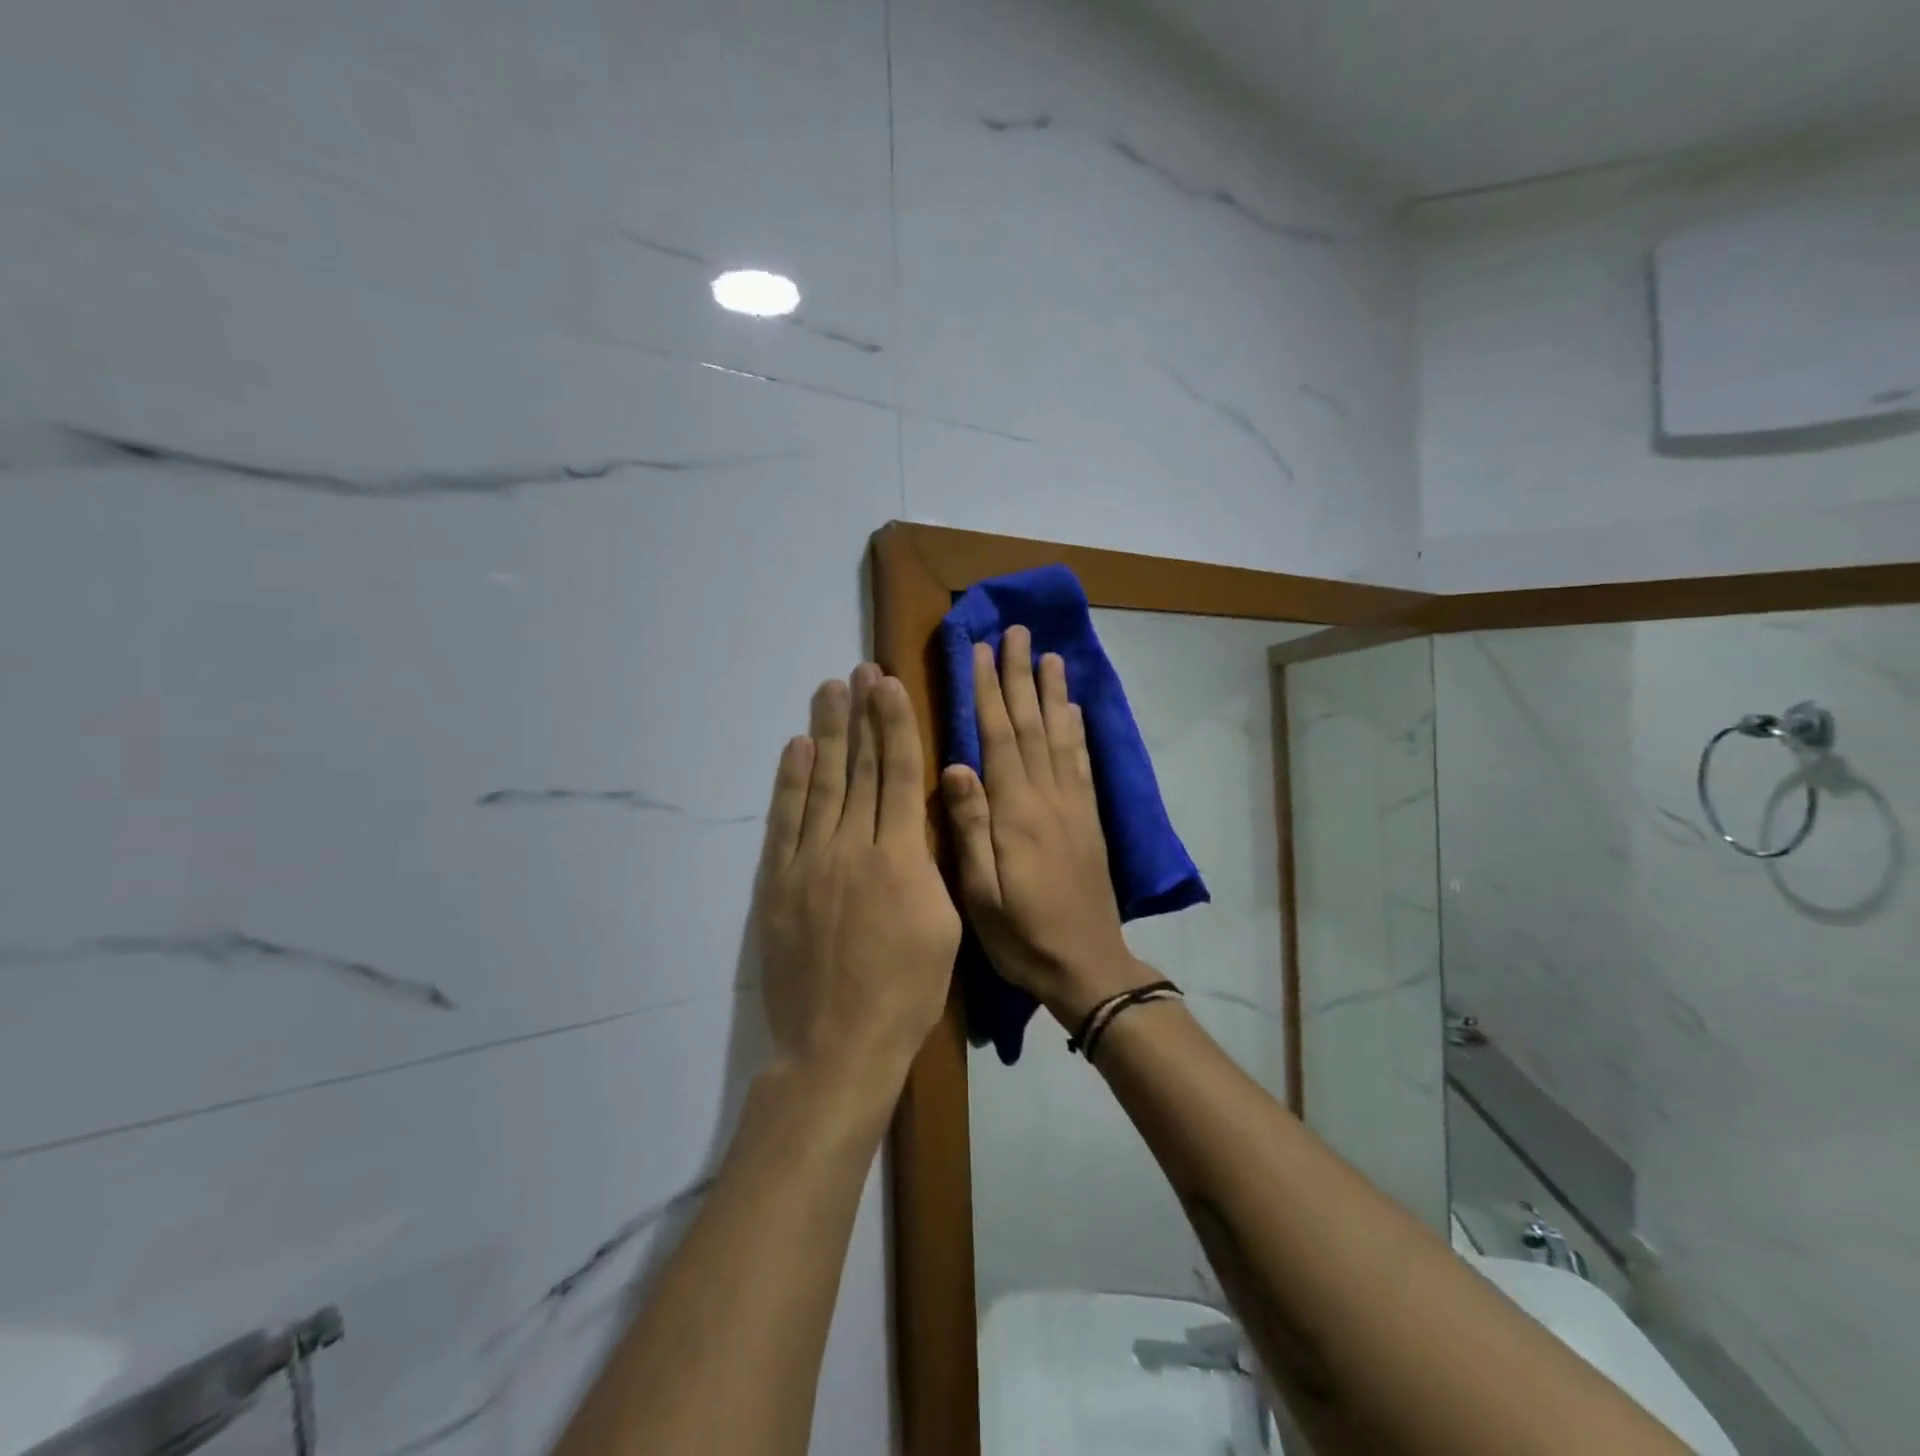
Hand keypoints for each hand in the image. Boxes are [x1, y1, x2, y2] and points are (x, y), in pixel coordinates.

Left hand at [754, 664, 961, 1108]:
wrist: (839, 1043)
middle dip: (861, 715)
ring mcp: (810, 862)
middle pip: (859, 768)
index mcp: (901, 857)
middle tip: (858, 672)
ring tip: (828, 690)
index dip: (895, 724)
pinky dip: (791, 781)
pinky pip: (785, 820)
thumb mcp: (944, 924)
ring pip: (821, 784)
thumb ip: (930, 864)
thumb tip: (918, 817)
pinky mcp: (778, 882)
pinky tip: (797, 748)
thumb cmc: (908, 990)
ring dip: (826, 733)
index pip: (898, 774)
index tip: (890, 685)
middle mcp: (853, 846)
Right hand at [940, 626, 1156, 1025]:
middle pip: (1032, 724)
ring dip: (1053, 692)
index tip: (980, 651)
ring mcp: (1073, 806)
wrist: (1087, 966)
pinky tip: (1074, 709)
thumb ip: (970, 827)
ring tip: (1049, 655)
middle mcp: (1048, 797)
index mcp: (1016, 812)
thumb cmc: (1022, 935)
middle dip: (1020, 676)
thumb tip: (956, 765)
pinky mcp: (1089, 819)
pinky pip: (1083, 763)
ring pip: (1061, 735)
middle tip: (1016, 632)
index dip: (987, 692)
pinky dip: (1078, 730)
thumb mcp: (980, 894)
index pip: (998, 738)